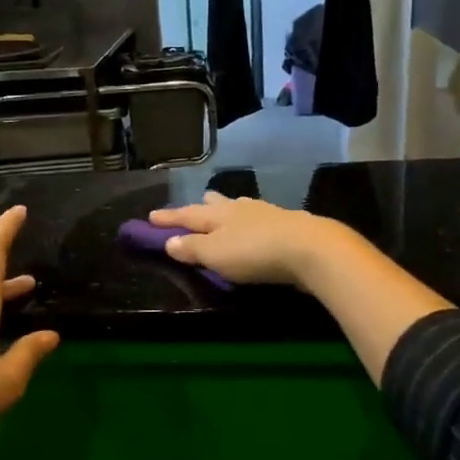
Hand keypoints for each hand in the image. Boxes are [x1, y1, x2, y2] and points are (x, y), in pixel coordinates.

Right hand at [148, 192, 344, 288]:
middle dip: (202, 206)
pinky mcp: (288, 224)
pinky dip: (250, 221)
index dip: (168, 218)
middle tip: (195, 204)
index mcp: (217, 215)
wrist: (309, 248)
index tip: (150, 216)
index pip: (186, 215)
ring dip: (228, 210)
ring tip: (225, 211)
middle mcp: (239, 209)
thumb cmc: (254, 253)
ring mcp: (266, 213)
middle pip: (216, 205)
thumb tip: (169, 241)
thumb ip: (192, 248)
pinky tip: (256, 225)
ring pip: (240, 208)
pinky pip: (260, 219)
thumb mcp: (215, 255)